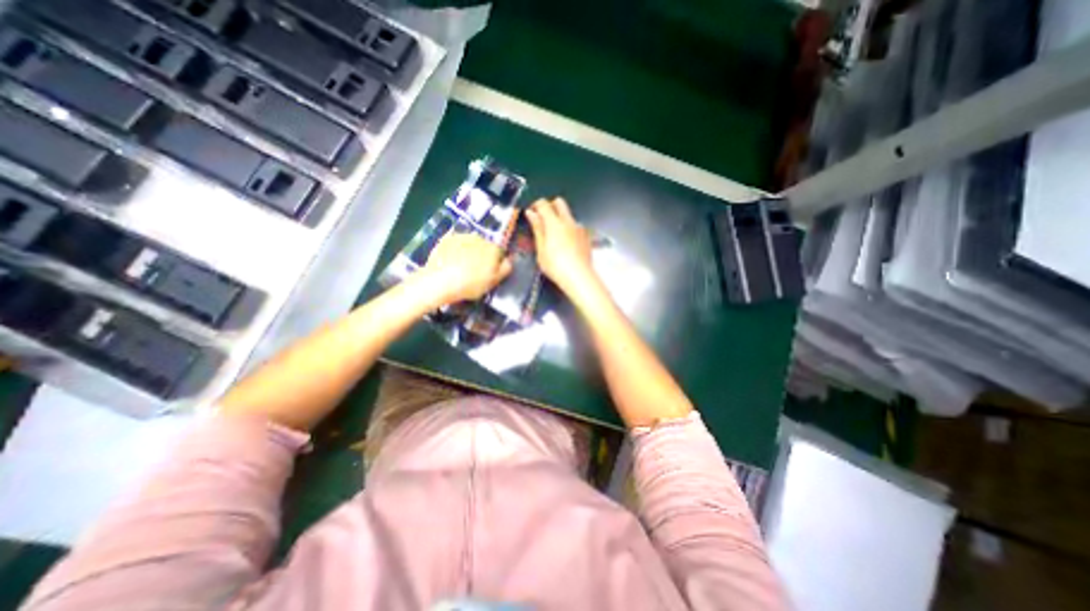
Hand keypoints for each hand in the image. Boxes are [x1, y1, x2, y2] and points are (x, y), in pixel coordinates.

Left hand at [420, 232, 515, 304]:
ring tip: (461, 266)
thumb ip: (505, 268)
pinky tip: (450, 261)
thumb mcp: (494, 281)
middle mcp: (480, 238)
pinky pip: (455, 243)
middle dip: (481, 255)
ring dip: (468, 251)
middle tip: (474, 270)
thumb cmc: (471, 284)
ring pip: (469, 243)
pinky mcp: (446, 238)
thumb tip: (509, 259)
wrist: (440, 281)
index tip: (488, 272)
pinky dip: (454, 250)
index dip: (495, 263)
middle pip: (484, 246)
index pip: (499, 252)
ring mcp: (462, 236)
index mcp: (494, 249)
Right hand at [526, 199, 593, 292]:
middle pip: (559, 202)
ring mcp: (579, 228)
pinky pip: (575, 226)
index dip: (535, 205)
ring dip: (560, 218)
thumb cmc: (556, 266)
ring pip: (568, 215)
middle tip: (542, 219)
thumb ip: (537, 229)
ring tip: (554, 236)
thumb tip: (531, 213)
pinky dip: (568, 229)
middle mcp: (568, 221)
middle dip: (550, 206)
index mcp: (554, 223)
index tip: (531, 213)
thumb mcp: (541, 249)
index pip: (544, 204)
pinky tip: (565, 244)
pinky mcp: (586, 236)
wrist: (579, 277)